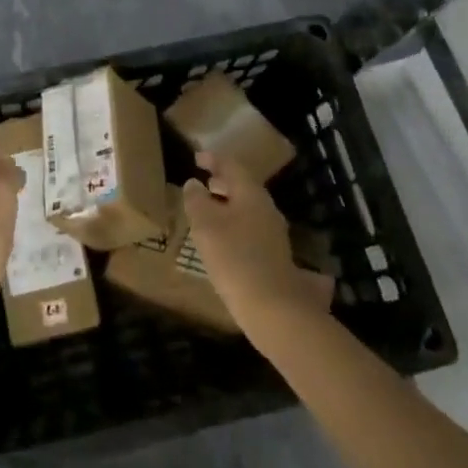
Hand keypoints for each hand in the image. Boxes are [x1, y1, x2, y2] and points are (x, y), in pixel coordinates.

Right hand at [184, 152, 331, 340]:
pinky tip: (221, 240)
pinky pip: (250, 228)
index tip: (197, 157)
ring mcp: (273, 234)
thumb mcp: (206, 226)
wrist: (274, 310)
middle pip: (243, 186)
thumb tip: (193, 183)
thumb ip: (197, 201)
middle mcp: (266, 209)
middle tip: (203, 180)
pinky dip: (233, 224)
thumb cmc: (235, 260)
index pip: (232, 166)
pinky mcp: (274, 257)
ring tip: (208, 209)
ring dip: (227, 204)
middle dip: (222, 181)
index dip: (213, 159)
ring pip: (247, 208)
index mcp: (251, 195)